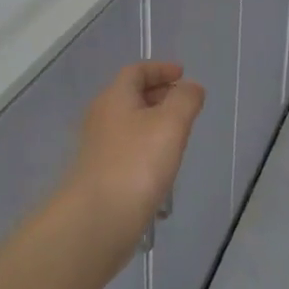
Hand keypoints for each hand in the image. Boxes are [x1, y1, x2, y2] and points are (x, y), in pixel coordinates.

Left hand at [61, 62, 205, 259]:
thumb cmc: (137, 163)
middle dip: (159, 95)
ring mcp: (98, 148)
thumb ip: (185, 100)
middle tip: (184, 104)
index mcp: (114, 97)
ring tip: (178, 136)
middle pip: (130, 96)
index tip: (183, 74)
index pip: (136, 71)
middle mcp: (101, 117)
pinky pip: (127, 150)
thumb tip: (191, 87)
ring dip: (153, 123)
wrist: (98, 219)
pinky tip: (162, 168)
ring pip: (129, 124)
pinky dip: (146, 148)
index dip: (160, 69)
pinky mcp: (101, 174)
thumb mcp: (170, 124)